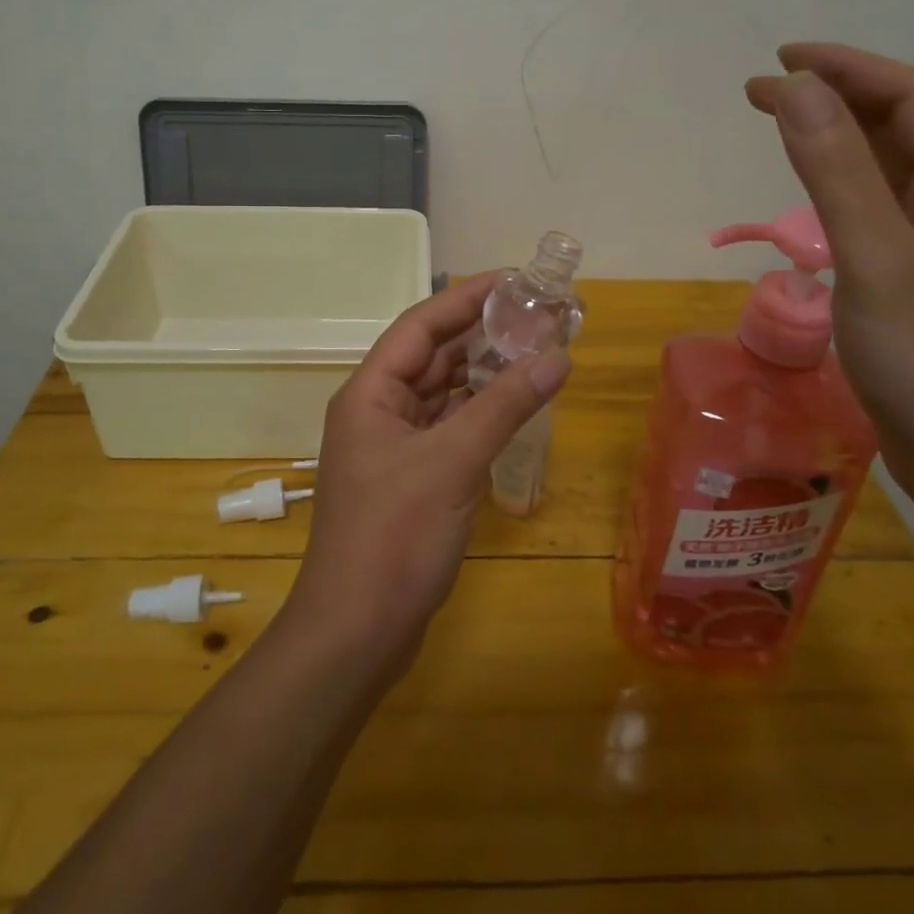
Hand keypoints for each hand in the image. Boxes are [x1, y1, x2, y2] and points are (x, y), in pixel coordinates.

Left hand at [284, 274, 570, 669]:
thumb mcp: (452, 462)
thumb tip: (557, 356)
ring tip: (534, 351)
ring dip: (483, 373)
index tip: (513, 280)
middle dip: (481, 334)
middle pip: (432, 356)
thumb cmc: (394, 536)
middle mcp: (378, 410)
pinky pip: (449, 428)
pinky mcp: (412, 478)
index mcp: (370, 392)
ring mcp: (394, 446)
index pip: (421, 326)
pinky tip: (515, 406)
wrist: (356, 633)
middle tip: (536, 316)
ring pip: (442, 393)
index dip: (465, 298)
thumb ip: (504, 405)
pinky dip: (479, 413)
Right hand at [746, 43, 913, 517]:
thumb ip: (835, 170)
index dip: (848, 68)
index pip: (912, 99)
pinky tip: (815, 199)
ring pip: (892, 171)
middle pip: (904, 129)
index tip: (779, 61)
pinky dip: (841, 187)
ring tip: (782, 129)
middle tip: (763, 93)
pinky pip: (881, 212)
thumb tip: (797, 89)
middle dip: (835, 98)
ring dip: (839, 139)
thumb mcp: (875, 257)